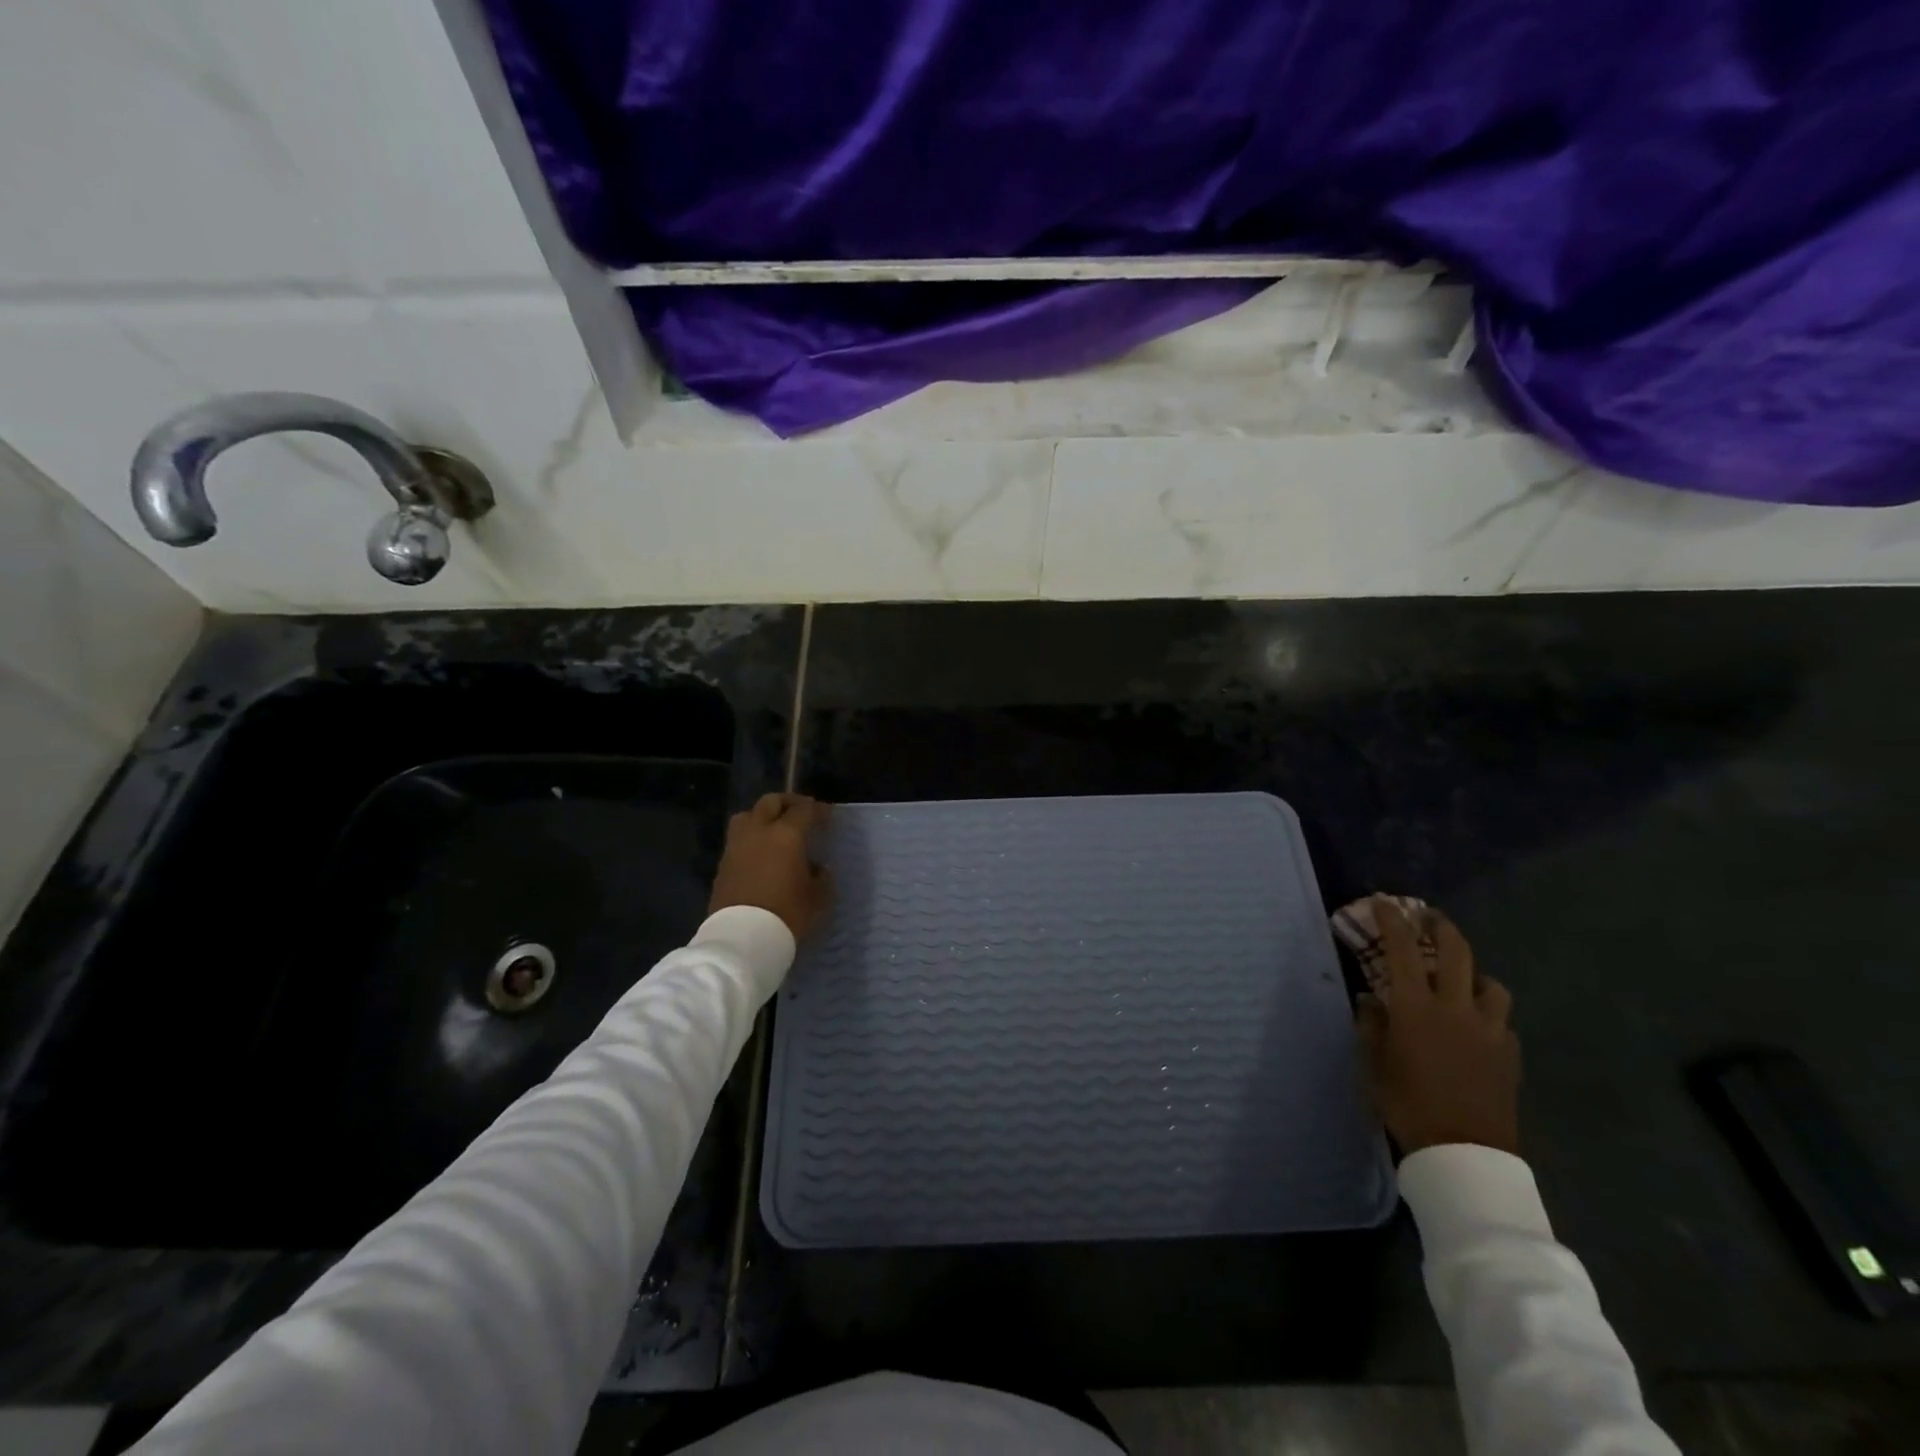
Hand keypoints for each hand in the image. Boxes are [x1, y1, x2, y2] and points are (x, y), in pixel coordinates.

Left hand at [708, 793, 832, 940]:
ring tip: (774, 829)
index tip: (827, 817)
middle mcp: (759, 831)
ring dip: (763, 816)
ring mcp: (736, 846)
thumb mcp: (818, 898)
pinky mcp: (723, 864)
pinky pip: (738, 839)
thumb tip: (819, 868)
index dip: (818, 810)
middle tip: (801, 812)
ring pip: (748, 815)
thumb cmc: (788, 914)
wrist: (743, 939)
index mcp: (787, 834)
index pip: (804, 810)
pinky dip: (751, 838)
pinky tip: (761, 853)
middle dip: (788, 802)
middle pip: (771, 802)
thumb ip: (822, 877)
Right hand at [1356, 896, 1519, 1156]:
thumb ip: (1372, 1025)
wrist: (1463, 1152)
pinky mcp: (1509, 1053)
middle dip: (1441, 928)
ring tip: (1462, 978)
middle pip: (1456, 952)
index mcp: (1415, 1007)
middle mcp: (1455, 1008)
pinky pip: (1501, 1020)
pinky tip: (1477, 1025)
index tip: (1384, 902)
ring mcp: (1489, 1030)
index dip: (1392, 920)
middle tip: (1429, 919)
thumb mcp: (1374, 1063)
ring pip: (1490, 983)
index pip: (1401, 949)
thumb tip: (1372, 1001)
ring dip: (1473, 973)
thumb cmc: (1407, 1102)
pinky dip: (1487, 1012)